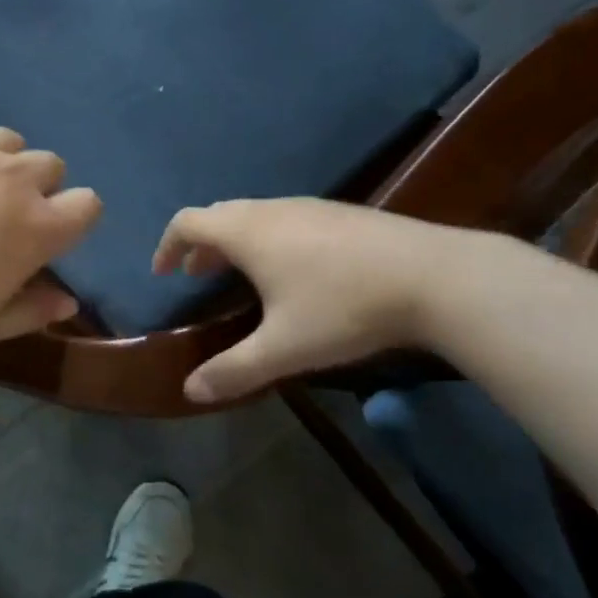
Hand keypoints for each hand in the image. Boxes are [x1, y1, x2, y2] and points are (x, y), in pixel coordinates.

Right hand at [152, 198, 460, 402]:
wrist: (434, 276)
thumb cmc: (344, 307)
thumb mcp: (284, 348)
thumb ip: (233, 370)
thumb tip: (189, 391)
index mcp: (246, 231)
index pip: (187, 222)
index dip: (168, 245)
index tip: (164, 272)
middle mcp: (270, 209)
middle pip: (218, 215)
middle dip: (200, 245)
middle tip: (196, 276)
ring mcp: (308, 206)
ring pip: (253, 214)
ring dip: (234, 241)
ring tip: (240, 275)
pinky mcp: (339, 213)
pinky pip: (283, 218)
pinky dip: (266, 238)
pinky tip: (293, 271)